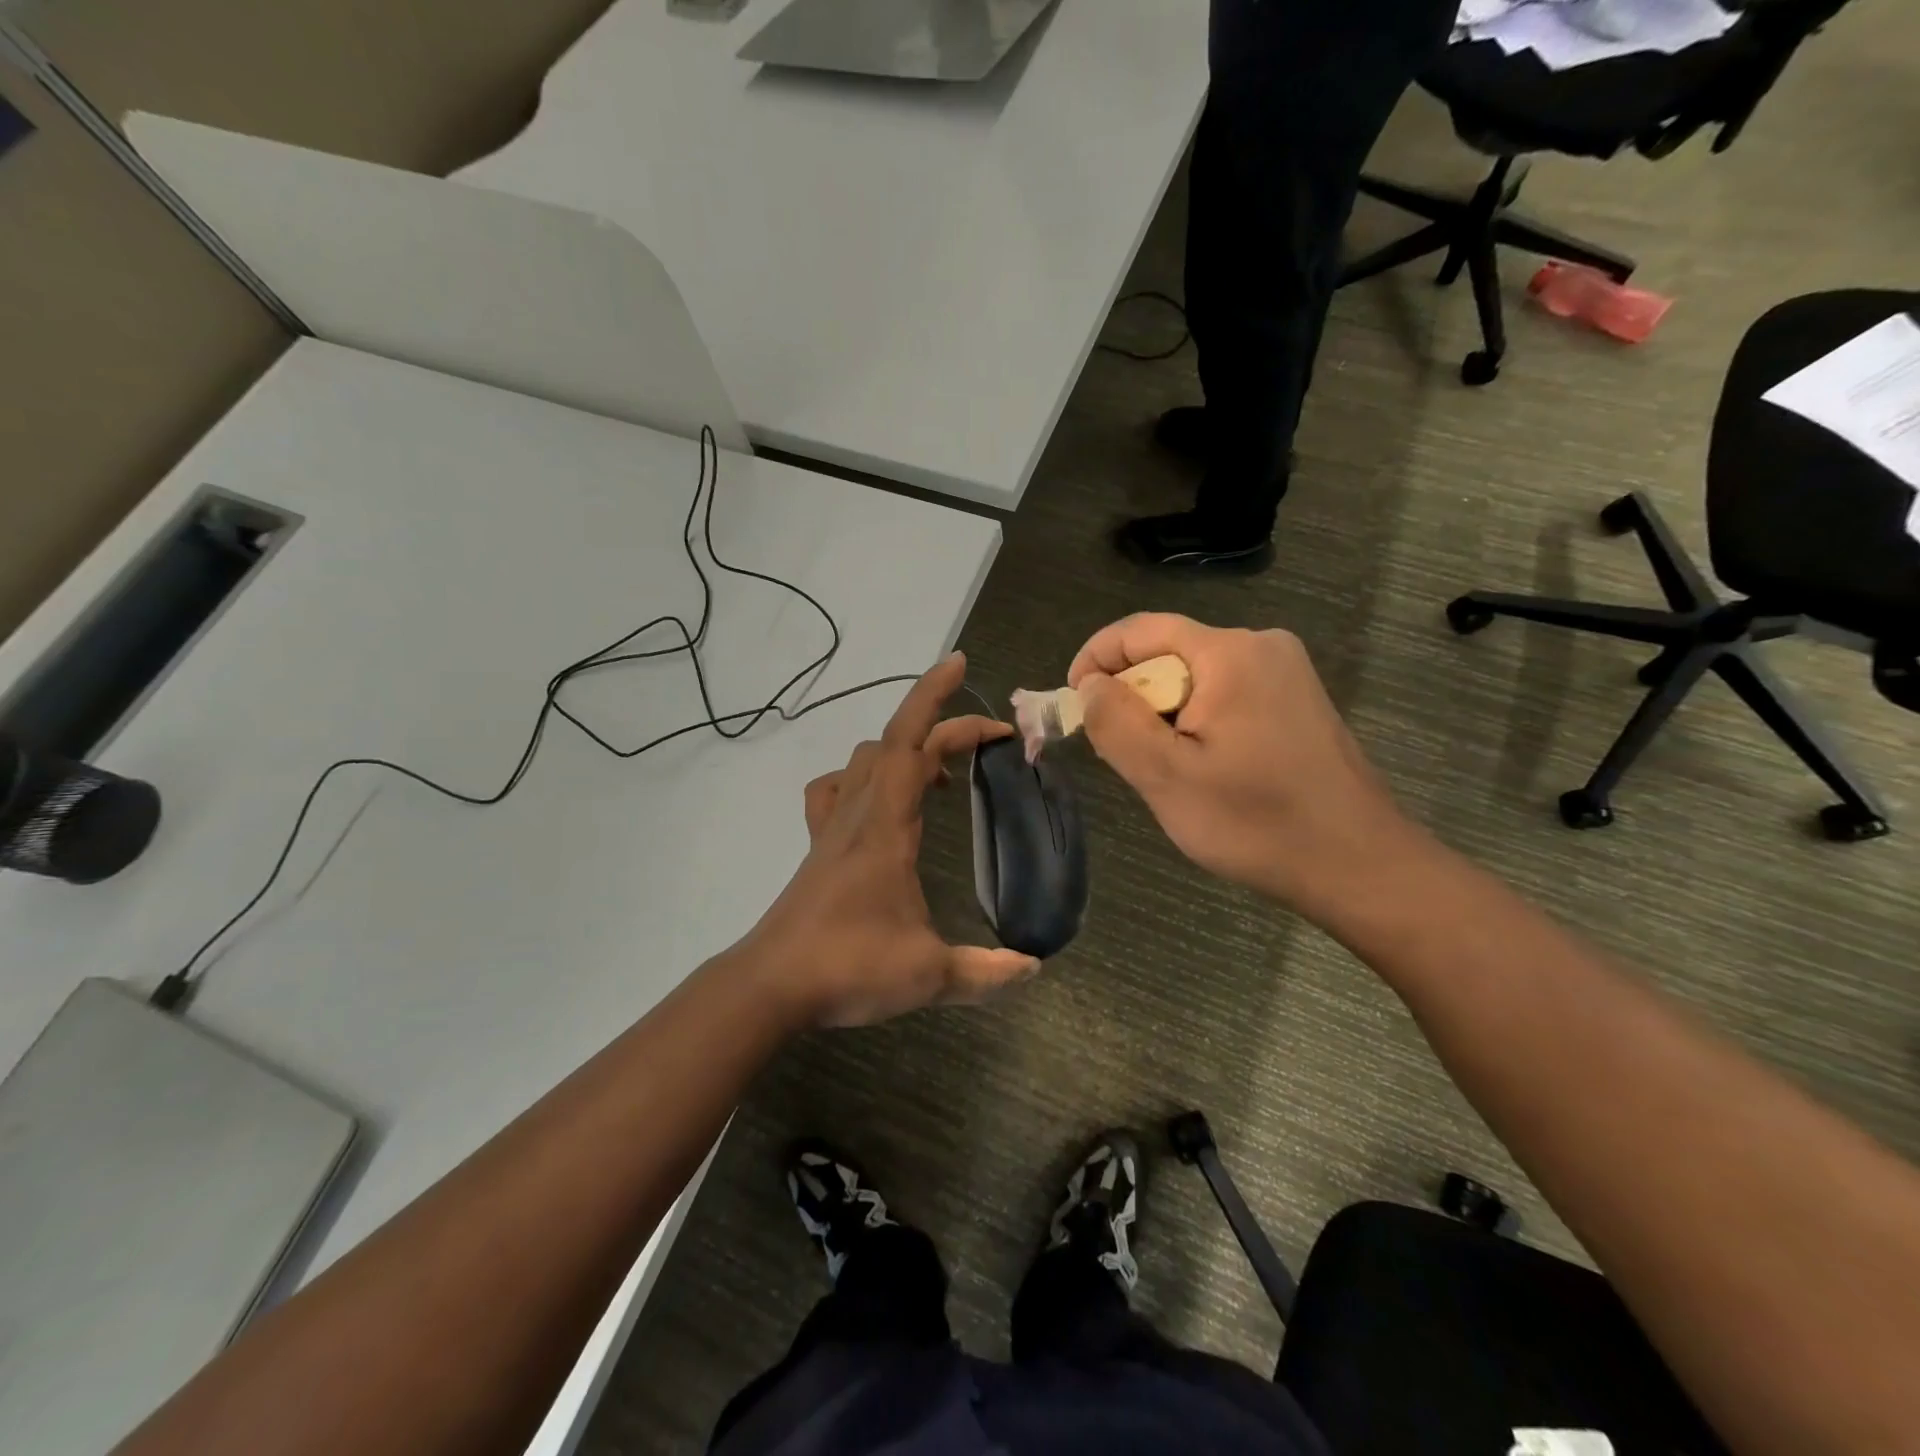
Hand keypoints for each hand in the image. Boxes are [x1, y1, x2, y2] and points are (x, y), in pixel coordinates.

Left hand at [740, 653, 1040, 1027]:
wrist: (772, 985)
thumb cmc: (848, 967)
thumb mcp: (928, 974)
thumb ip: (985, 972)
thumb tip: (1033, 968)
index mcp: (886, 826)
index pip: (914, 745)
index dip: (944, 707)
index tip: (975, 683)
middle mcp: (858, 812)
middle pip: (894, 740)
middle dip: (938, 715)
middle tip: (986, 728)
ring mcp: (832, 827)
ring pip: (864, 759)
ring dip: (905, 748)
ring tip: (940, 774)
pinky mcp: (819, 847)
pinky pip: (834, 790)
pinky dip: (860, 778)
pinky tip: (877, 801)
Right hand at [1068, 614, 1413, 913]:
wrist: (1358, 865)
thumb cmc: (1256, 822)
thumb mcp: (1166, 776)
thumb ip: (1115, 722)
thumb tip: (1090, 684)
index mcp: (1230, 652)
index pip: (1141, 630)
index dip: (1096, 658)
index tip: (1073, 701)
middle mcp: (1262, 646)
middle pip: (1169, 653)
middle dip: (1132, 695)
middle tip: (1118, 751)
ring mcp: (1287, 673)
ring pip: (1195, 677)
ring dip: (1163, 714)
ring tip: (1162, 768)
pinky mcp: (1298, 701)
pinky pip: (1226, 694)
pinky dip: (1197, 721)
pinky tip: (1205, 767)